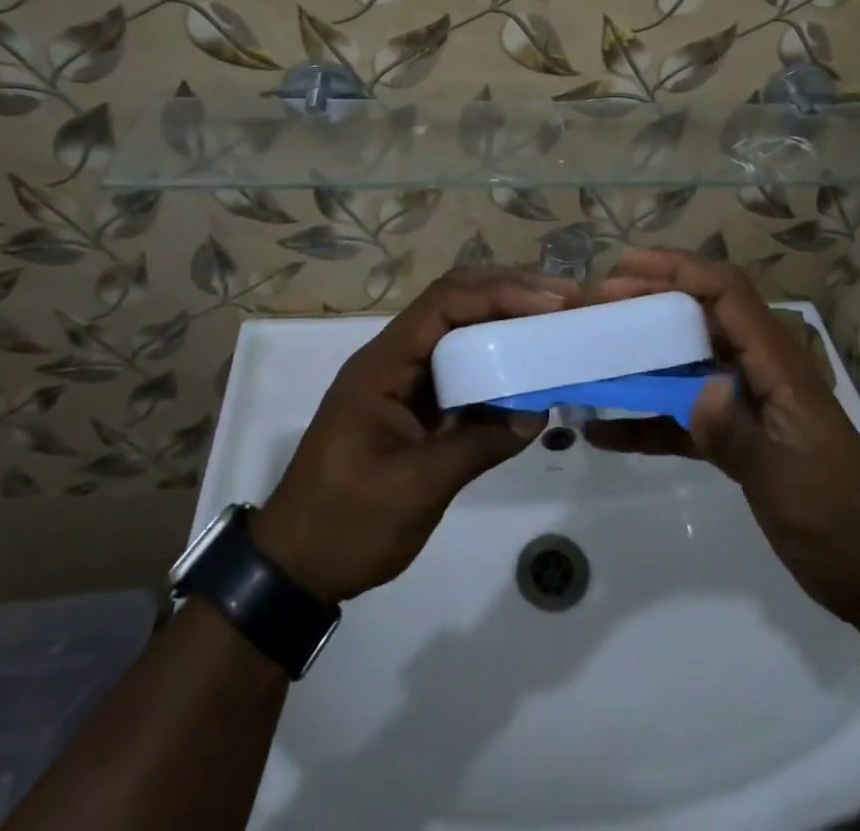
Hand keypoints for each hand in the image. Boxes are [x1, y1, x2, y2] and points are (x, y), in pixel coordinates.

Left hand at [249, 268, 574, 602]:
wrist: (294, 567)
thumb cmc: (346, 523)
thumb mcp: (416, 488)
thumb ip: (478, 444)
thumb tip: (537, 411)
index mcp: (383, 364)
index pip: (445, 304)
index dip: (500, 293)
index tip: (551, 302)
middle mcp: (394, 358)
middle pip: (455, 302)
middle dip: (509, 293)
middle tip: (565, 300)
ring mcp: (404, 380)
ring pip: (460, 329)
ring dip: (505, 319)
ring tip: (556, 321)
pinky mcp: (415, 404)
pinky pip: (461, 366)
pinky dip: (496, 359)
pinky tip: (527, 365)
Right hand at [585, 249, 859, 645]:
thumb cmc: (838, 523)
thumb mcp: (785, 482)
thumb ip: (737, 435)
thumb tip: (696, 390)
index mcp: (779, 366)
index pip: (727, 295)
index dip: (678, 270)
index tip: (625, 267)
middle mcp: (761, 371)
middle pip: (703, 314)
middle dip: (652, 298)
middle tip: (600, 300)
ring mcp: (748, 403)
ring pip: (689, 359)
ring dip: (644, 351)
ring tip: (597, 346)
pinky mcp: (738, 436)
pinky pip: (685, 412)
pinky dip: (648, 415)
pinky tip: (605, 430)